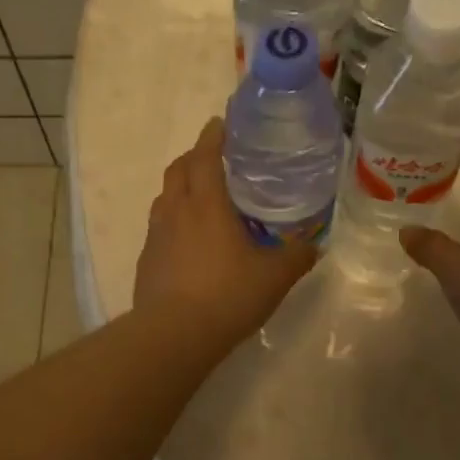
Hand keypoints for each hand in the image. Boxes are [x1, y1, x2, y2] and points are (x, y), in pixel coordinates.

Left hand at [134, 118, 315, 350]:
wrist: (173, 335)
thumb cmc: (227, 295)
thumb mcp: (274, 277)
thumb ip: (296, 257)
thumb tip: (312, 246)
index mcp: (206, 204)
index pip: (204, 156)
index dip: (212, 136)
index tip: (220, 124)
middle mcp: (176, 212)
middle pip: (178, 170)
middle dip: (194, 157)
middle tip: (214, 159)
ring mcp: (156, 236)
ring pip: (164, 198)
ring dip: (180, 188)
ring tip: (201, 198)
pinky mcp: (146, 261)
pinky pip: (159, 228)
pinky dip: (173, 221)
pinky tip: (188, 242)